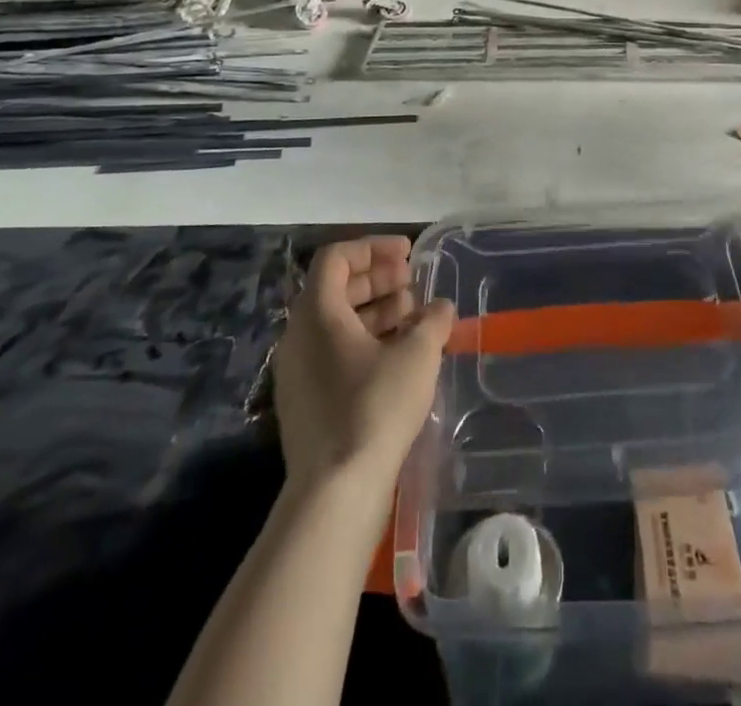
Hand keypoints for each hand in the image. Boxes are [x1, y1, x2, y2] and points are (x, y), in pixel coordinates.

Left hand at [274, 236, 455, 492]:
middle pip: (336, 289)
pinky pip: (335, 353)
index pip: (336, 258)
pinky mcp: (306, 402)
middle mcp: (299, 336)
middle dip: (378, 280)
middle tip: (414, 282)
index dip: (373, 248)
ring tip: (414, 318)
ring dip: (376, 311)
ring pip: (337, 323)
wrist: (335, 492)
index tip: (408, 253)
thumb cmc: (375, 407)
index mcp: (316, 313)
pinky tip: (400, 356)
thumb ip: (432, 321)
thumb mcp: (416, 355)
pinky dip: (366, 342)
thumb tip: (441, 307)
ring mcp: (299, 372)